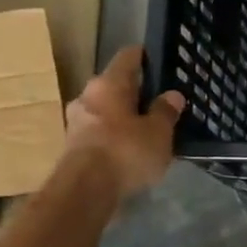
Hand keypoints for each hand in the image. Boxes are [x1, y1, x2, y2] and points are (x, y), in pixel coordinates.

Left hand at [65, 46, 184, 200]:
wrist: (86, 189)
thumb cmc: (126, 151)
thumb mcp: (158, 132)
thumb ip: (166, 112)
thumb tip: (172, 95)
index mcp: (109, 84)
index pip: (128, 58)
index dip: (144, 57)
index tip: (158, 60)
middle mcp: (87, 96)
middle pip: (114, 85)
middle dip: (134, 92)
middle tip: (157, 101)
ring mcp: (76, 121)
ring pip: (105, 110)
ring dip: (123, 116)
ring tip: (146, 128)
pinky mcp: (73, 145)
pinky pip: (99, 132)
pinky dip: (114, 136)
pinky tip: (129, 149)